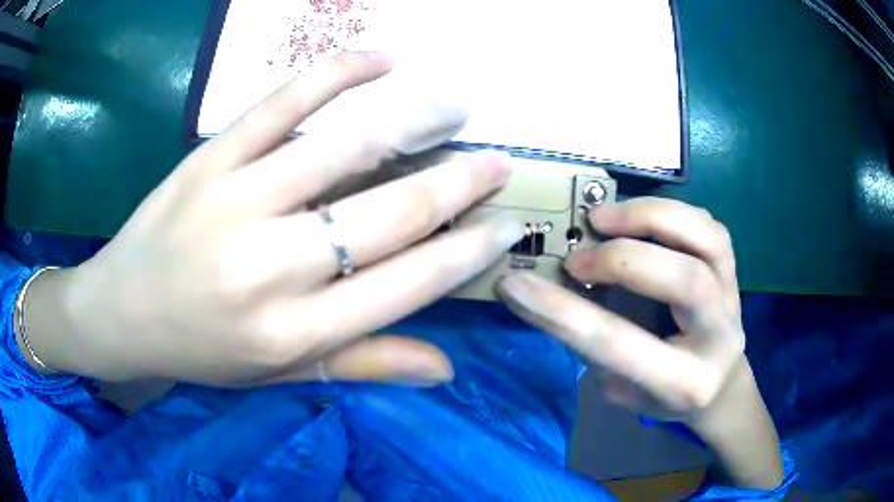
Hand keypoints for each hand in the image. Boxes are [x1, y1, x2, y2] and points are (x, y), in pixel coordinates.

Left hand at [24, 52, 523, 387]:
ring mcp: (236, 202)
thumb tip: (445, 368)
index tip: (507, 226)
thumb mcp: (280, 374)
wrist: (120, 315)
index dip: (466, 253)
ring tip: (456, 107)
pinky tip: (380, 59)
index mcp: (293, 331)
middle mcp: (271, 268)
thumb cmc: (200, 352)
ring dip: (415, 120)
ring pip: (345, 148)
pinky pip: (281, 104)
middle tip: (499, 162)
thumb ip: (363, 364)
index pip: (406, 285)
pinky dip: (335, 74)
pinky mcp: (209, 159)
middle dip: (458, 184)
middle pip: (388, 214)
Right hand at [496, 198, 782, 488]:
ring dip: (650, 217)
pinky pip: (710, 226)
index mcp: (684, 384)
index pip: (621, 344)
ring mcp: (734, 297)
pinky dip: (669, 212)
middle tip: (577, 257)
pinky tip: (639, 217)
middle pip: (684, 281)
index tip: (515, 285)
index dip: (563, 313)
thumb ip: (596, 347)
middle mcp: (718, 338)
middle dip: (621, 259)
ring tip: (603, 216)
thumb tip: (555, 292)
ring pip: (707, 240)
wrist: (720, 386)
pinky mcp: (734, 271)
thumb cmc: (665, 396)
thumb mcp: (622, 391)